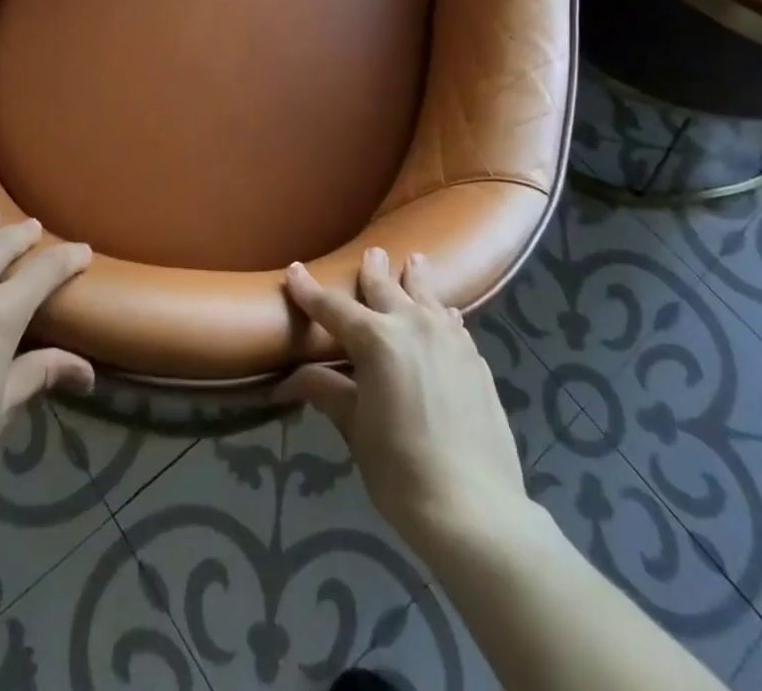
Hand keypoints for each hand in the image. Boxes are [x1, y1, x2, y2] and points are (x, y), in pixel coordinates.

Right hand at [277, 249, 526, 551]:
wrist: (475, 508)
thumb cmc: (401, 470)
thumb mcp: (355, 429)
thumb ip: (326, 391)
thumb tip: (287, 379)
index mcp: (376, 339)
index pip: (332, 308)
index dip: (309, 290)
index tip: (294, 271)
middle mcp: (412, 325)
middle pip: (385, 288)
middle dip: (372, 270)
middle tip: (371, 253)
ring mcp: (449, 338)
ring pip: (426, 295)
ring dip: (415, 278)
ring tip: (414, 261)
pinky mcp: (474, 358)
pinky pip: (452, 322)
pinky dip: (441, 313)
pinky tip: (444, 314)